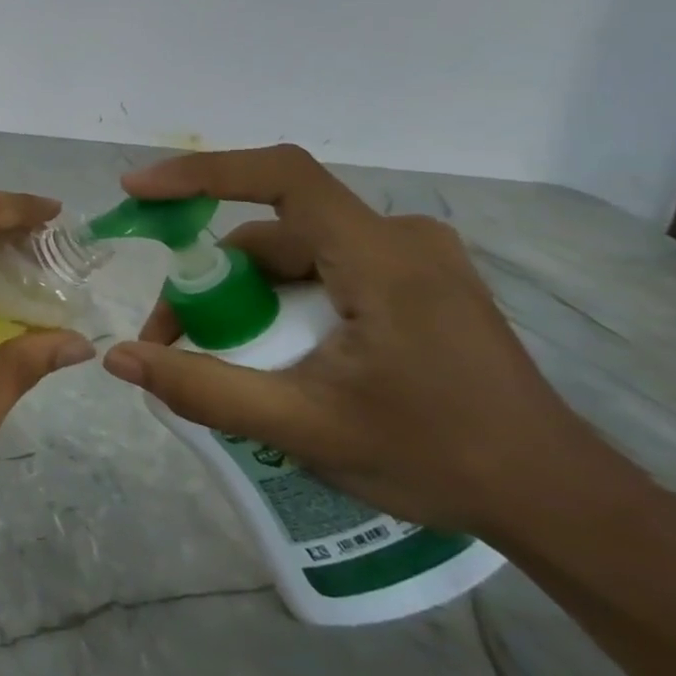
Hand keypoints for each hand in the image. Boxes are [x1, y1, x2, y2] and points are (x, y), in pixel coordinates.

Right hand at [102, 146, 601, 536]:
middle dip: (209, 282)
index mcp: (382, 258)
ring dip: (242, 298)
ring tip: (215, 360)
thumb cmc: (436, 457)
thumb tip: (118, 358)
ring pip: (293, 256)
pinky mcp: (416, 284)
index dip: (201, 173)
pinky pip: (322, 272)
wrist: (556, 502)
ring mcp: (413, 260)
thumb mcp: (303, 426)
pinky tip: (270, 354)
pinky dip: (277, 303)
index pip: (281, 177)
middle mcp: (399, 239)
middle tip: (169, 340)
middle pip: (273, 233)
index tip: (139, 192)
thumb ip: (204, 389)